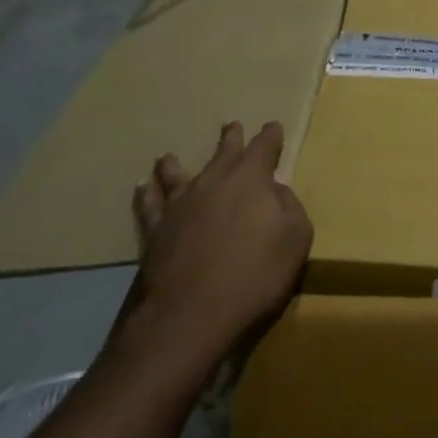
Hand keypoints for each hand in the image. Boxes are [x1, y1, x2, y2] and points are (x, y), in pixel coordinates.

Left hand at [125, 121, 312, 371]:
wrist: (192, 312)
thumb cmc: (255, 275)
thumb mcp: (295, 240)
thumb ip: (290, 208)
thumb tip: (276, 191)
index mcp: (250, 180)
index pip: (264, 148)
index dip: (271, 137)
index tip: (273, 127)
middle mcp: (213, 182)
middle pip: (223, 153)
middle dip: (232, 139)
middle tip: (232, 125)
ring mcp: (180, 204)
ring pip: (178, 174)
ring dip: (177, 164)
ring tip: (169, 156)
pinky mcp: (156, 230)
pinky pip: (150, 205)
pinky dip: (148, 194)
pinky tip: (143, 187)